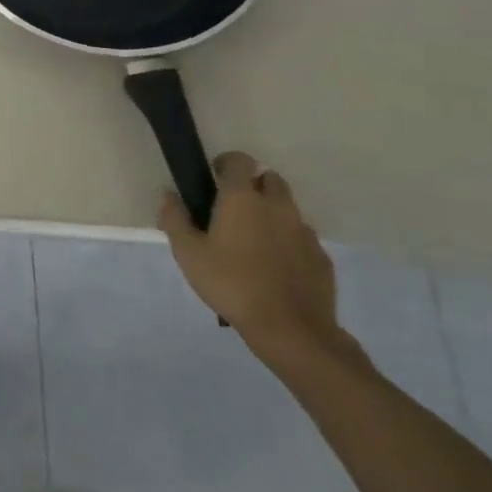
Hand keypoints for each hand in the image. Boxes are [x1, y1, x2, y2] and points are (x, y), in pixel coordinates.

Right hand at [158, 151, 342, 362]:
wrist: (291, 330)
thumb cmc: (231, 283)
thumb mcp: (188, 253)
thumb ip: (174, 218)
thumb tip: (169, 194)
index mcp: (242, 198)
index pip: (239, 160)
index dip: (226, 163)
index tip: (213, 178)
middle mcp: (277, 206)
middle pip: (269, 179)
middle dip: (253, 185)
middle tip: (234, 209)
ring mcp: (304, 232)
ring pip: (288, 209)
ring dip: (272, 214)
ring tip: (254, 242)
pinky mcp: (322, 258)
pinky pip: (303, 238)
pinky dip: (289, 242)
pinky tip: (276, 267)